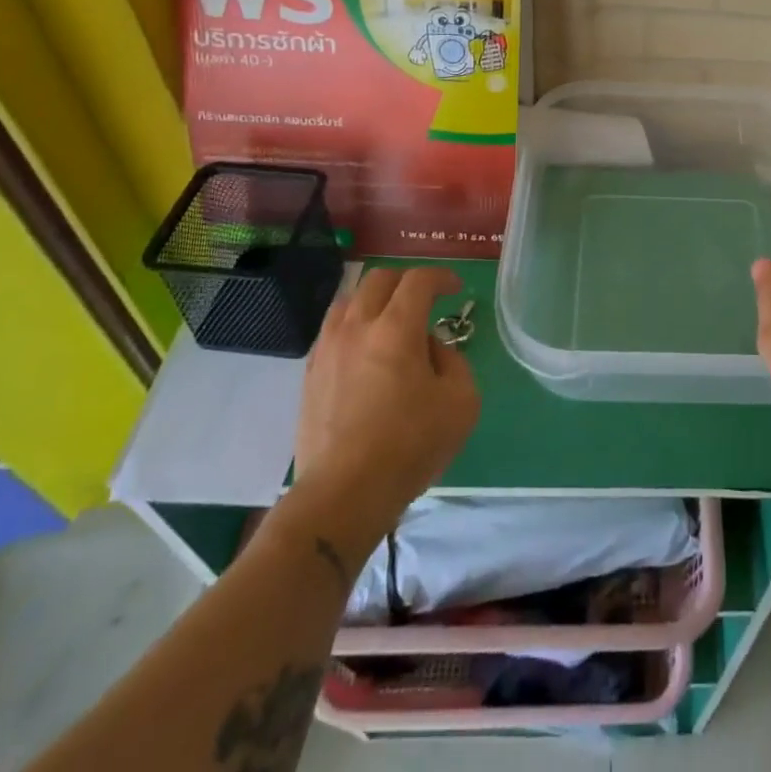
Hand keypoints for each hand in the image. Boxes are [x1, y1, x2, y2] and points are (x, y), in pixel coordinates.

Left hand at [290, 265, 480, 526]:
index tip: (454, 290)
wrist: (344, 494)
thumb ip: (453, 362)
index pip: (419, 280)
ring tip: (389, 321)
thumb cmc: (410, 445)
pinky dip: (352, 327)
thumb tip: (431, 350)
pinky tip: (364, 351)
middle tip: (424, 300)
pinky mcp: (309, 376)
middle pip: (379, 280)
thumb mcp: (461, 402)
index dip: (441, 277)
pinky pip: (331, 332)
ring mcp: (327, 351)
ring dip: (374, 300)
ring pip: (348, 301)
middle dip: (406, 282)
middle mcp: (358, 328)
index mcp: (397, 328)